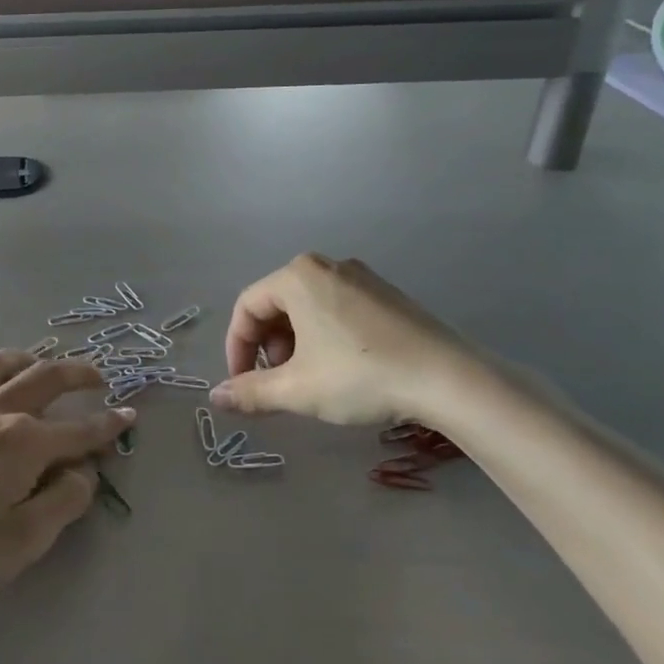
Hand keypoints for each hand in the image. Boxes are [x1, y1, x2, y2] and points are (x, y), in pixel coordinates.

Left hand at [0, 352, 133, 610]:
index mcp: (20, 443)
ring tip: (36, 363)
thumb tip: (82, 472)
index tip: (129, 417)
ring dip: (19, 359)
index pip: (78, 430)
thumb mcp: (20, 544)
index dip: (109, 425)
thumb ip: (61, 504)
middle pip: (41, 379)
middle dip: (76, 374)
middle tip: (97, 378)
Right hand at [210, 253, 490, 430]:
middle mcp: (326, 265)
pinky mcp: (386, 294)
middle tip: (276, 383)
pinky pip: (336, 308)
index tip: (242, 384)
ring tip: (307, 380)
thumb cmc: (360, 376)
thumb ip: (250, 391)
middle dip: (267, 346)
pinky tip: (340, 369)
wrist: (448, 378)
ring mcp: (360, 277)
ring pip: (307, 307)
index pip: (246, 307)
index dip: (236, 348)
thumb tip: (215, 398)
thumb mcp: (297, 389)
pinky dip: (323, 336)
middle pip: (276, 304)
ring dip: (294, 344)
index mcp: (297, 276)